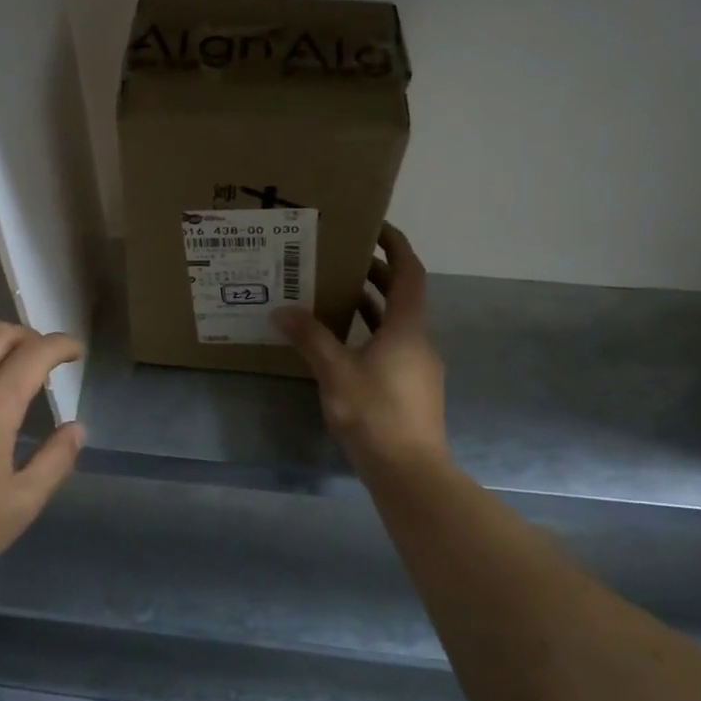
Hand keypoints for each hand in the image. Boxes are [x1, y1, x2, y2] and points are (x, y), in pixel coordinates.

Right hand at [275, 223, 450, 479]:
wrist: (409, 473)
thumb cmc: (375, 414)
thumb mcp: (335, 372)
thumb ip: (310, 338)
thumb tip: (282, 310)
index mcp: (407, 328)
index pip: (409, 273)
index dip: (395, 246)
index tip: (374, 227)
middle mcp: (418, 341)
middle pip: (402, 296)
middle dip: (375, 273)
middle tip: (340, 259)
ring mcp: (418, 367)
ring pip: (396, 323)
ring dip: (371, 305)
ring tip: (334, 295)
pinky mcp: (411, 389)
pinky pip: (391, 346)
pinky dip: (370, 333)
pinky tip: (342, 344)